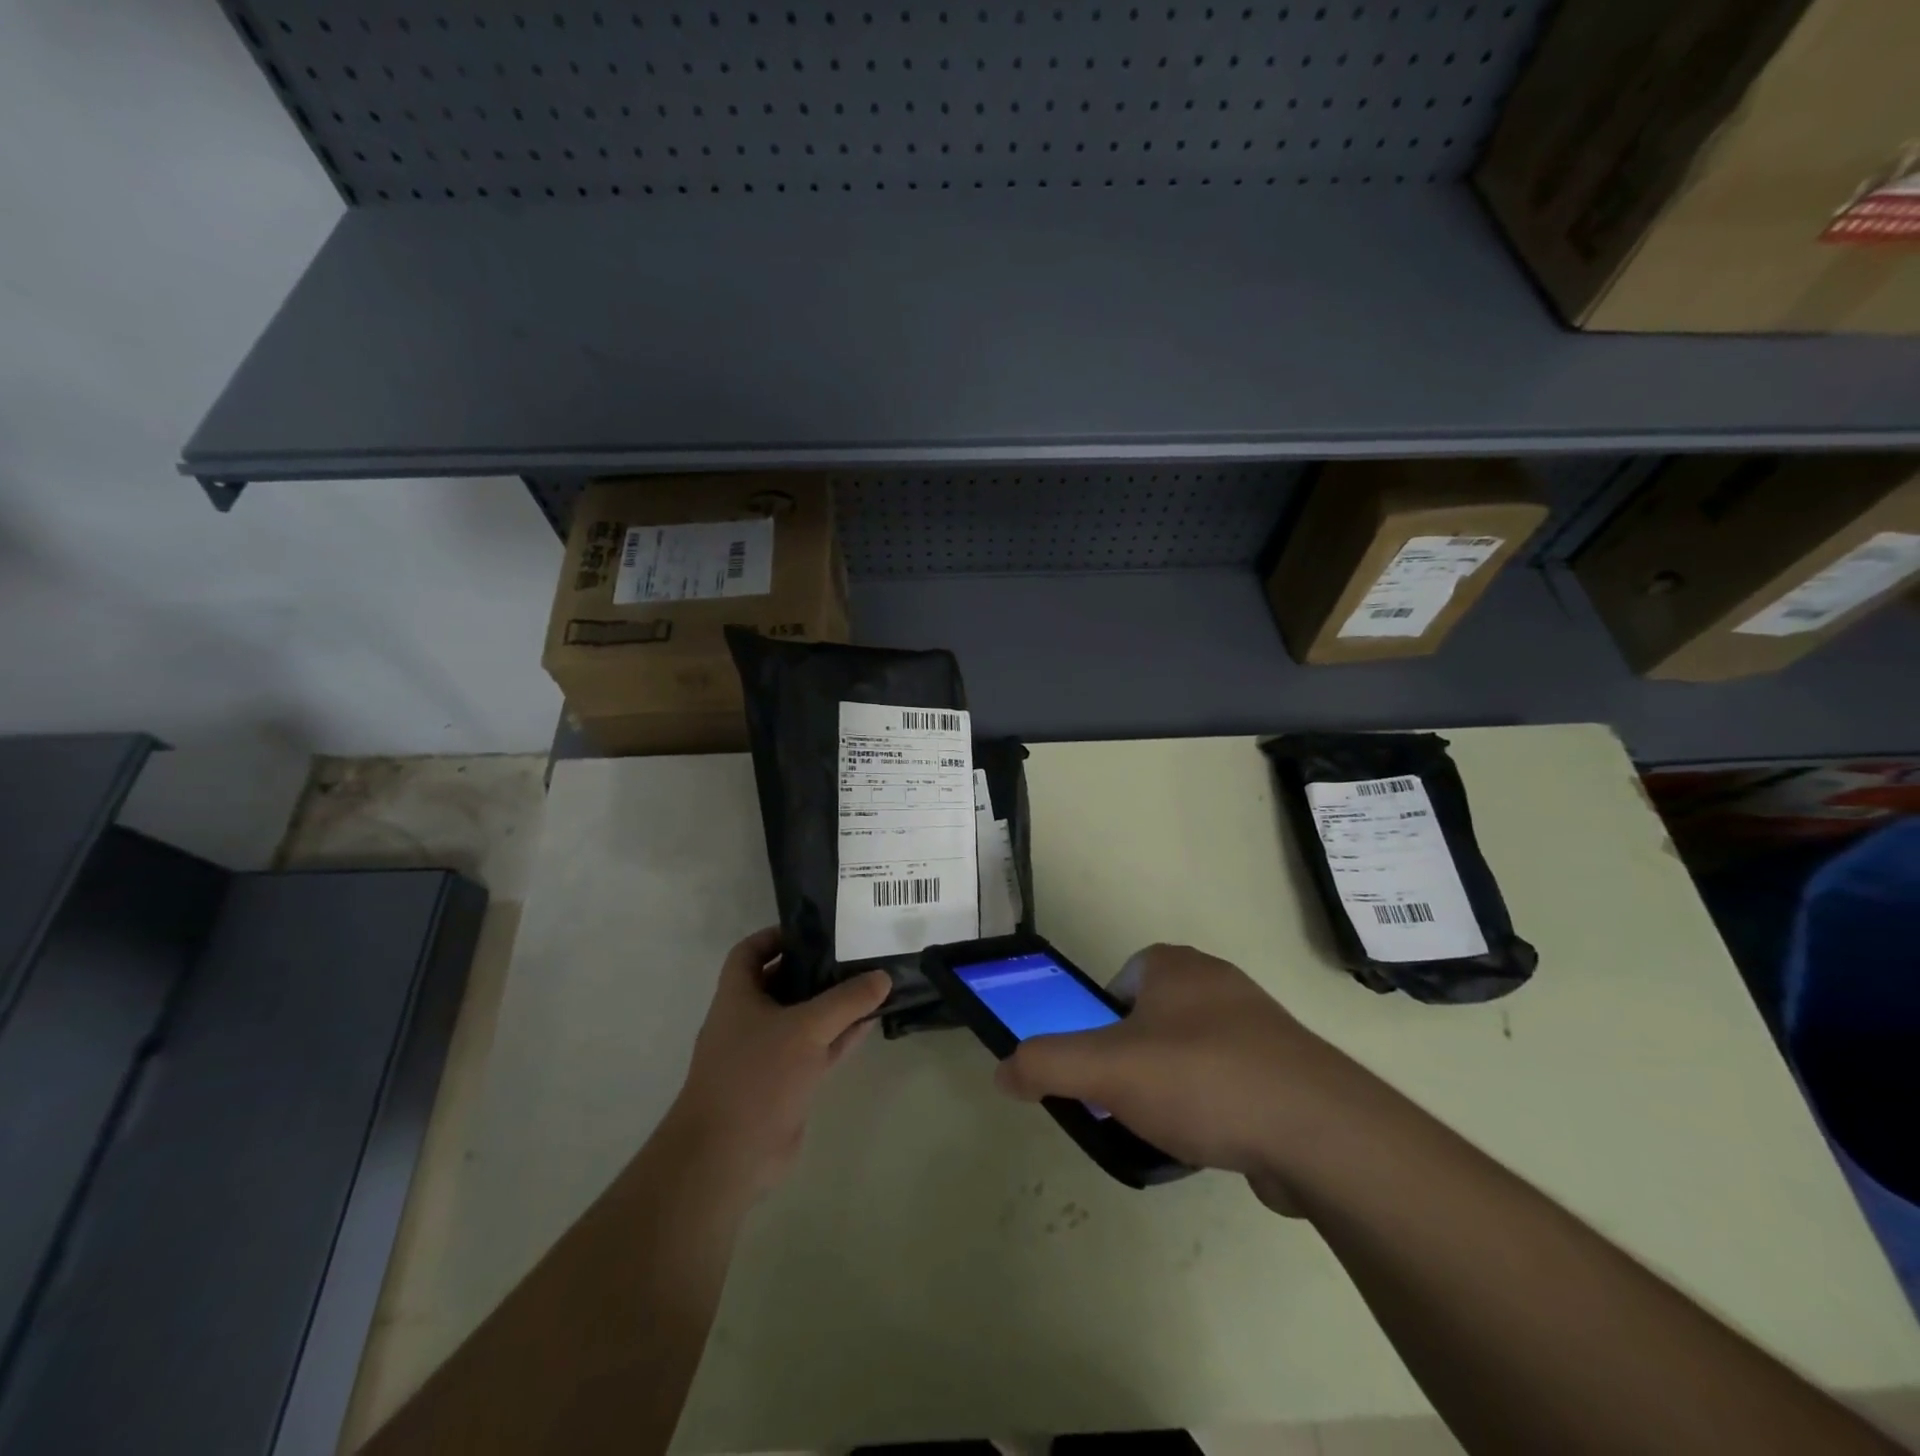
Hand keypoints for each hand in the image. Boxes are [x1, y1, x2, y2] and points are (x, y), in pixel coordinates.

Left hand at [666, 927, 890, 1198]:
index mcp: (738, 996)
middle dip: (816, 967)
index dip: (777, 936)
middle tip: (856, 952)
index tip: (814, 930)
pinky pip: (817, 1049)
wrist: (728, 1157)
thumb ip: (847, 1000)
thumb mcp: (806, 1028)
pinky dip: (841, 1036)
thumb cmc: (756, 1076)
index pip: (750, 951)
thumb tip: (883, 976)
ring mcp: (768, 1054)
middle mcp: (749, 1020)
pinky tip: (871, 1023)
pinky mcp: (786, 1083)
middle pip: (783, 982)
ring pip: (805, 1018)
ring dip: (834, 1004)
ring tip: (873, 982)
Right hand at [993, 943, 1365, 1209]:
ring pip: (1191, 1053)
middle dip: (1134, 1059)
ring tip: (1170, 1129)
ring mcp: (1259, 1025)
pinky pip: (1231, 1082)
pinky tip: (1214, 1143)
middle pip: (1151, 1019)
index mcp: (1174, 966)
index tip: (1101, 1067)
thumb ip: (1046, 1064)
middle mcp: (1217, 982)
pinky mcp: (1288, 1070)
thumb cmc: (1202, 1079)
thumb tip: (1002, 1071)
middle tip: (1127, 1102)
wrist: (1320, 1132)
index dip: (1100, 1024)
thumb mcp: (1106, 1069)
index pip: (1118, 982)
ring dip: (1174, 1087)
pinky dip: (1215, 1108)